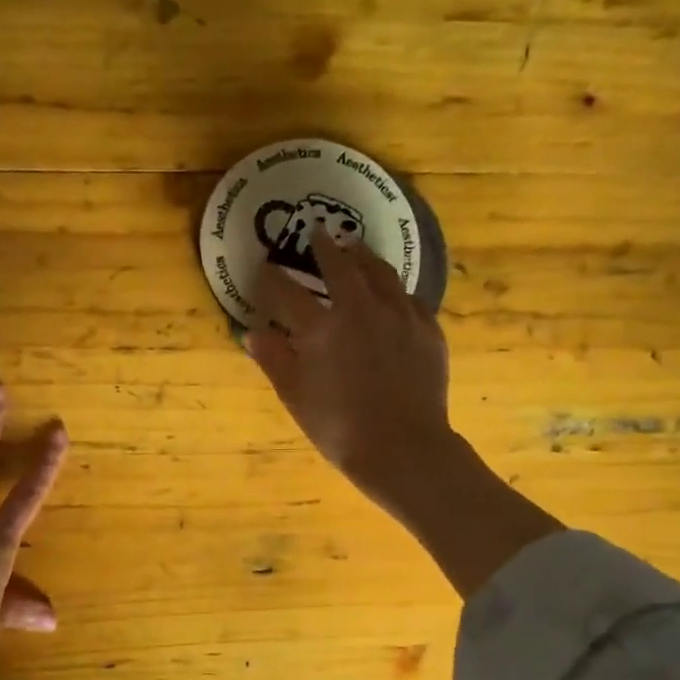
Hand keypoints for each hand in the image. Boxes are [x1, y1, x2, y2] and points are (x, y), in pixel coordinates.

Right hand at [248, 231, 454, 507]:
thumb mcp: (295, 397)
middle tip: (316, 231)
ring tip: (354, 246)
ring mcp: (399, 315)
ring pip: (380, 272)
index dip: (271, 279)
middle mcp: (360, 309)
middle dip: (323, 246)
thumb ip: (274, 359)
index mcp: (321, 328)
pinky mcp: (427, 329)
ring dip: (363, 255)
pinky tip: (391, 291)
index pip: (287, 293)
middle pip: (339, 266)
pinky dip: (393, 288)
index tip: (264, 268)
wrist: (403, 448)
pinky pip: (408, 296)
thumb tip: (253, 332)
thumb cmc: (339, 428)